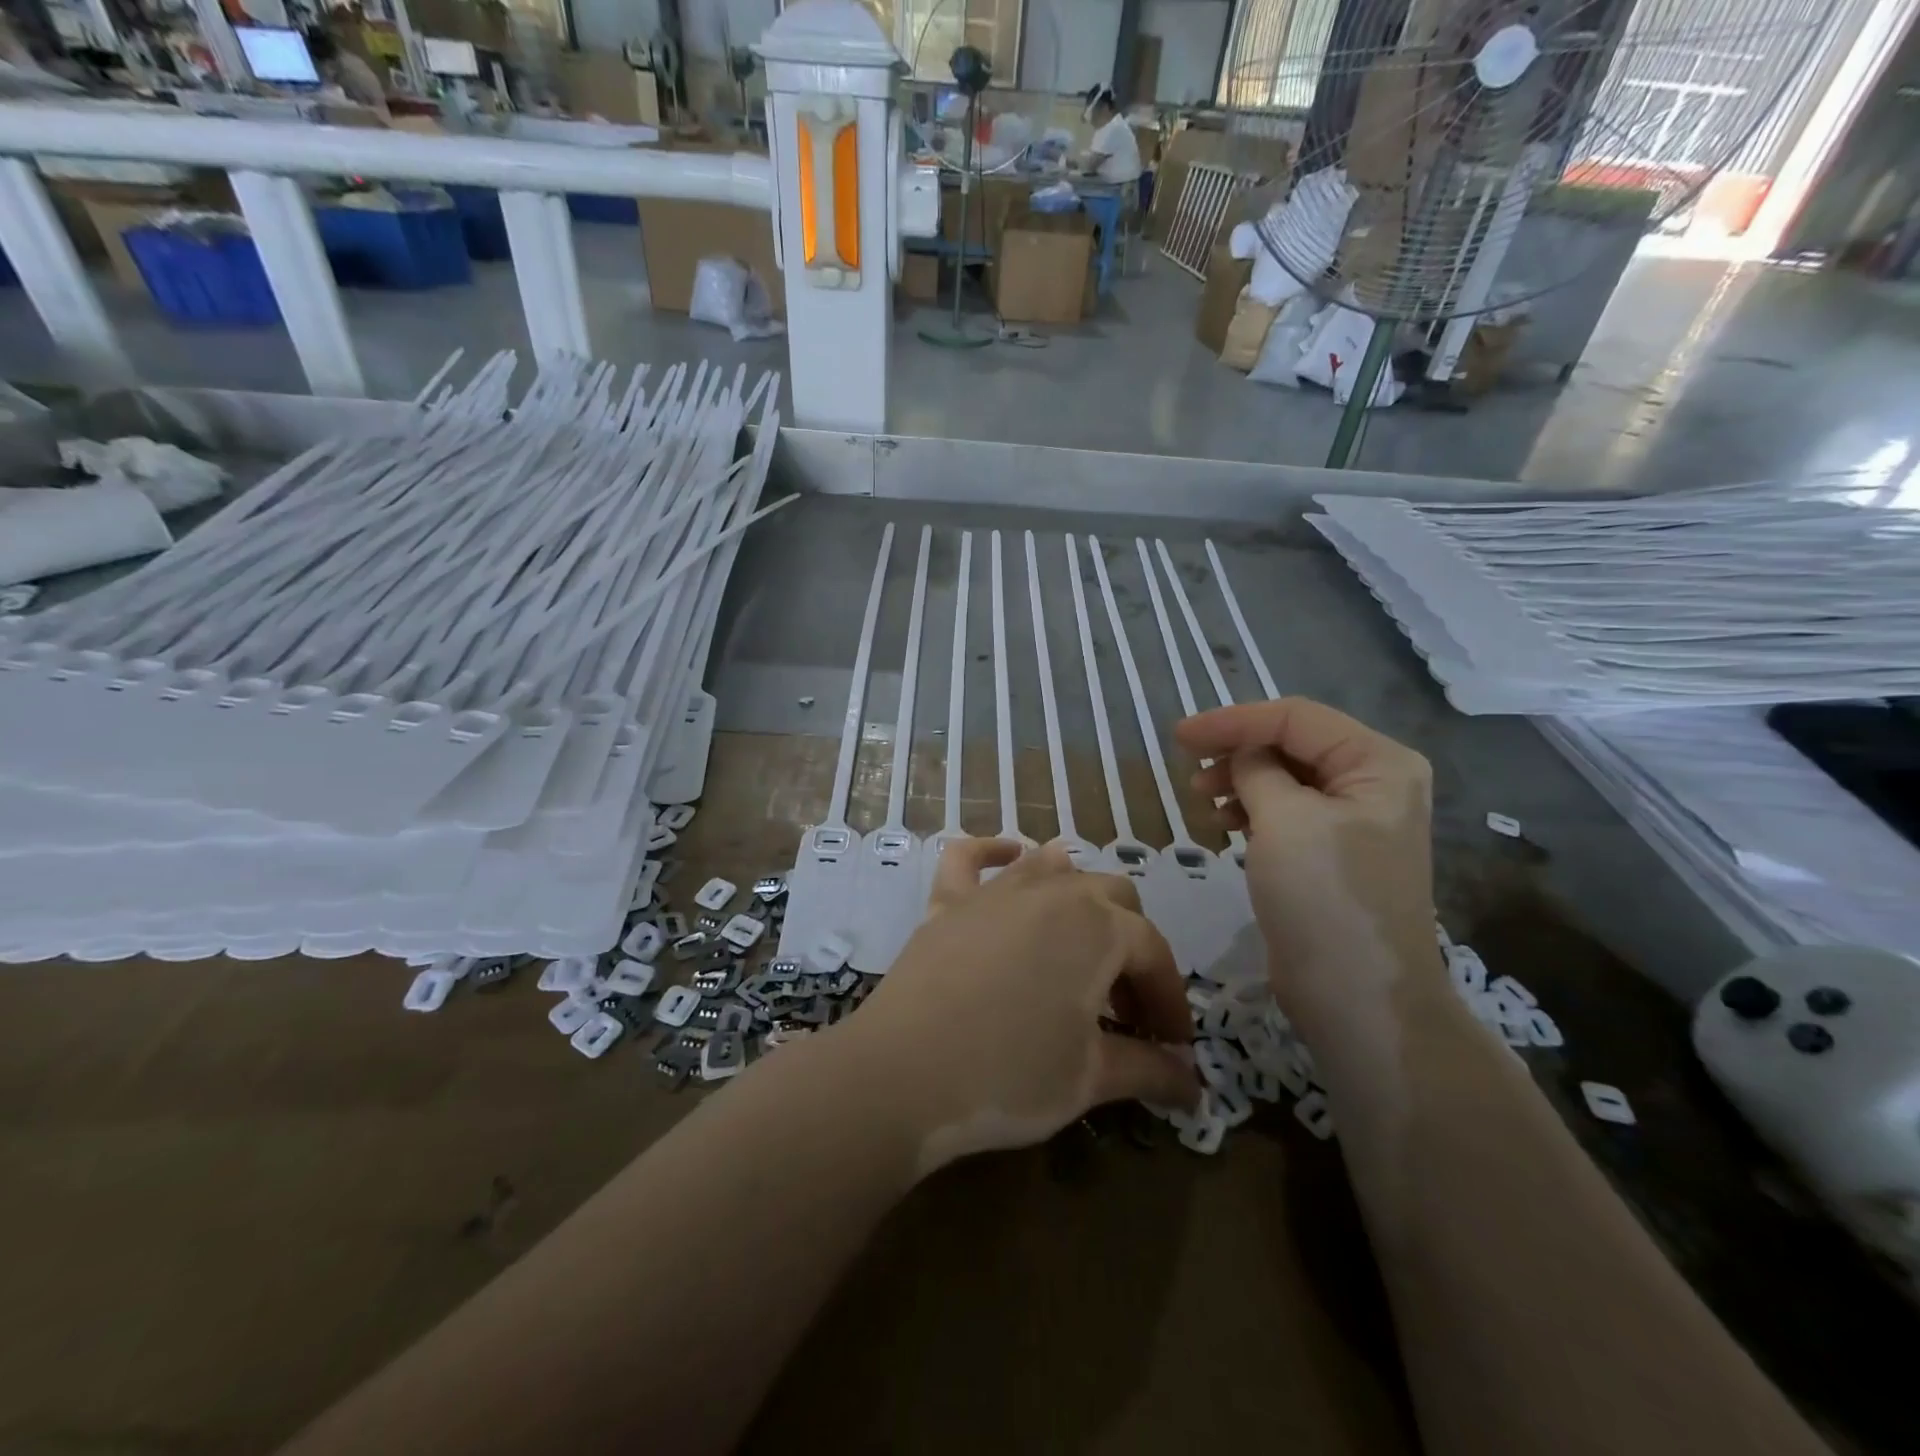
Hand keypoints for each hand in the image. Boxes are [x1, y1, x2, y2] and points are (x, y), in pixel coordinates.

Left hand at [834, 840, 1199, 1174]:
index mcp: (1099, 927)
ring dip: (1079, 897)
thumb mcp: (1090, 1078)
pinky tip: (1008, 856)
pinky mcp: (948, 900)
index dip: (1170, 1000)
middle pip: (1114, 897)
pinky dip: (993, 852)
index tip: (1174, 1047)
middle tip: (1125, 1007)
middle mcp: (1053, 891)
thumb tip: (1192, 1082)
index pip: (1153, 953)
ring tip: (1081, 945)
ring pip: (1054, 868)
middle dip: (1131, 947)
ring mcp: (995, 890)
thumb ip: (1149, 1070)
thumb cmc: (1010, 1075)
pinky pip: (970, 857)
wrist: (903, 1073)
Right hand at [1175, 698, 1438, 1014]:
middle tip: (1190, 770)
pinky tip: (1225, 824)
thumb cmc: (1325, 898)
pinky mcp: (1332, 854)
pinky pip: (1287, 812)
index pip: (1296, 718)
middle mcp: (1373, 783)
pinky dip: (1252, 810)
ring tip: (1203, 800)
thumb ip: (1256, 769)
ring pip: (1286, 778)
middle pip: (1293, 744)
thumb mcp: (1285, 820)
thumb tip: (1240, 754)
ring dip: (1240, 781)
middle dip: (1238, 750)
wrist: (1357, 997)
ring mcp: (1354, 821)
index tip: (1179, 735)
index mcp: (1378, 763)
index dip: (1233, 721)